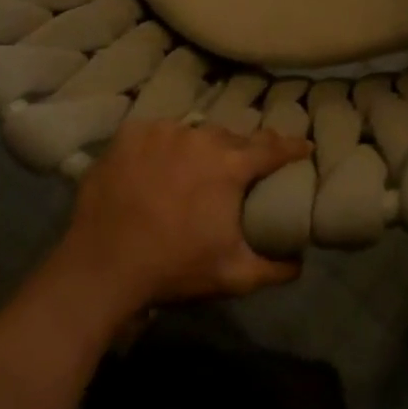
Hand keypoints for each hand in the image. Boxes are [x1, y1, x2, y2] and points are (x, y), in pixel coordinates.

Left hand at [58, 119, 309, 313]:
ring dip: (200, 148)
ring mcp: (163, 132)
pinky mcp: (130, 135)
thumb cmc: (173, 269)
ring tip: (195, 168)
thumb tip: (301, 262)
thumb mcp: (233, 276)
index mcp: (231, 166)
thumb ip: (274, 268)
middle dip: (241, 151)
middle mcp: (200, 138)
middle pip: (231, 138)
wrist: (101, 269)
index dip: (292, 147)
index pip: (272, 148)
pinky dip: (163, 146)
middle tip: (241, 168)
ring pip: (193, 133)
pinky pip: (157, 133)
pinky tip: (158, 165)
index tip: (306, 147)